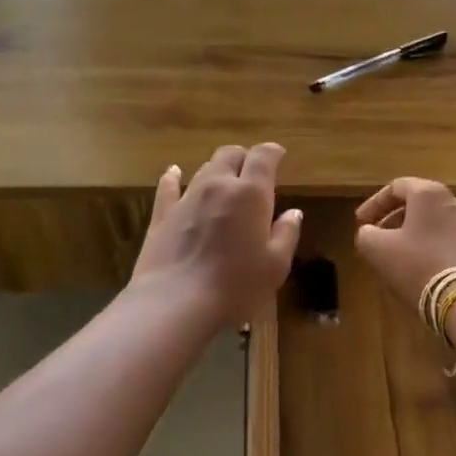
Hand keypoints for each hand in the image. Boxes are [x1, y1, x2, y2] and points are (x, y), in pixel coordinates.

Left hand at [131, 143, 302, 328]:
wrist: (175, 303)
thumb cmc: (236, 286)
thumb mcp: (276, 265)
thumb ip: (286, 234)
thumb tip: (293, 213)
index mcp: (250, 194)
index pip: (263, 157)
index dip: (272, 151)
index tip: (279, 154)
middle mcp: (218, 185)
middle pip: (230, 155)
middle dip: (244, 157)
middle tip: (253, 171)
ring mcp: (186, 198)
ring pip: (203, 169)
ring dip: (217, 170)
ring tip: (224, 181)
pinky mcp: (162, 215)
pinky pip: (168, 187)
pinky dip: (174, 178)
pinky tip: (174, 174)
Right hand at [353, 177, 455, 306]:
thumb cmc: (417, 265)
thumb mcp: (377, 250)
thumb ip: (366, 234)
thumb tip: (369, 232)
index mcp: (429, 193)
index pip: (396, 187)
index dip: (373, 204)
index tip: (360, 222)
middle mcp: (453, 201)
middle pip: (417, 203)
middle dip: (393, 218)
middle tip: (377, 236)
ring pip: (432, 221)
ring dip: (410, 233)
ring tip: (394, 254)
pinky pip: (446, 238)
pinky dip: (428, 245)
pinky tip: (417, 266)